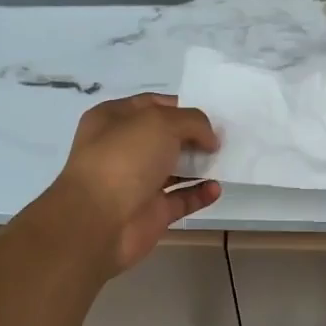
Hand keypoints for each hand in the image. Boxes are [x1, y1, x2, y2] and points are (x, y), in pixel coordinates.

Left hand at [43, 94, 220, 272]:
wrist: (98, 221)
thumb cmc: (124, 159)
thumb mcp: (160, 122)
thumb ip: (192, 122)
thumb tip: (209, 139)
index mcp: (113, 119)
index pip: (152, 104)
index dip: (182, 106)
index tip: (212, 113)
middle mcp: (123, 149)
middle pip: (166, 137)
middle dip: (194, 136)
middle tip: (225, 137)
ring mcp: (137, 182)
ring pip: (175, 168)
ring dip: (200, 165)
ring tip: (226, 161)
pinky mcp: (151, 212)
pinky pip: (181, 199)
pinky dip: (200, 193)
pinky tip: (216, 188)